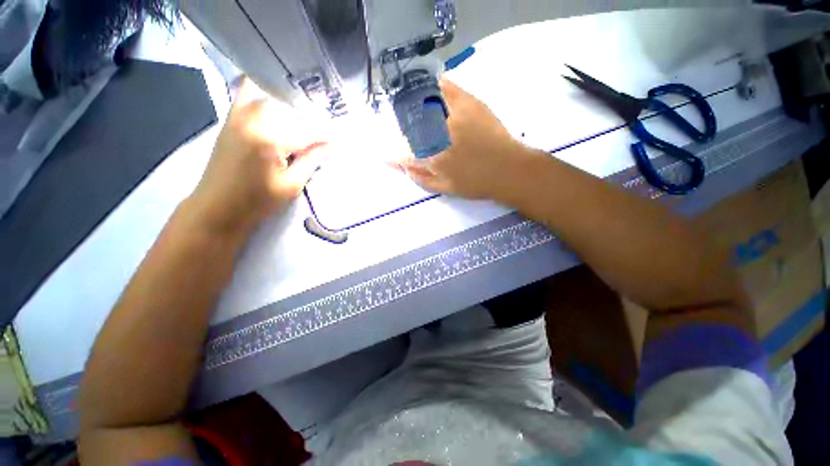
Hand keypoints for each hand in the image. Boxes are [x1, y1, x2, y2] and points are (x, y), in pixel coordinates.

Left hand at [188, 79, 327, 236]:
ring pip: (271, 96)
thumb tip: (329, 145)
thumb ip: (311, 161)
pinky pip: (247, 94)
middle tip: (321, 134)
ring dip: (290, 106)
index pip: (308, 130)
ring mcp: (238, 115)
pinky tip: (277, 106)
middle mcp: (253, 119)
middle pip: (291, 108)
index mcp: (270, 139)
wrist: (216, 208)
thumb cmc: (257, 202)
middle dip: (310, 119)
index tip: (339, 138)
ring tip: (304, 120)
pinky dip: (264, 95)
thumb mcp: (292, 185)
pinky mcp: (230, 119)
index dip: (326, 134)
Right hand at [401, 79, 536, 200]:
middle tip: (404, 125)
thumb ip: (421, 179)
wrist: (508, 169)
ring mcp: (452, 116)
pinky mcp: (469, 104)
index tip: (392, 151)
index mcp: (431, 158)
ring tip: (412, 102)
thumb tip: (403, 167)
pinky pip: (448, 88)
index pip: (404, 151)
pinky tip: (434, 85)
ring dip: (414, 100)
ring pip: (425, 103)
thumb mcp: (446, 189)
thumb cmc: (477, 183)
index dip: (395, 151)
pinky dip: (437, 84)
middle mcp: (437, 135)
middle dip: (403, 125)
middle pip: (410, 124)